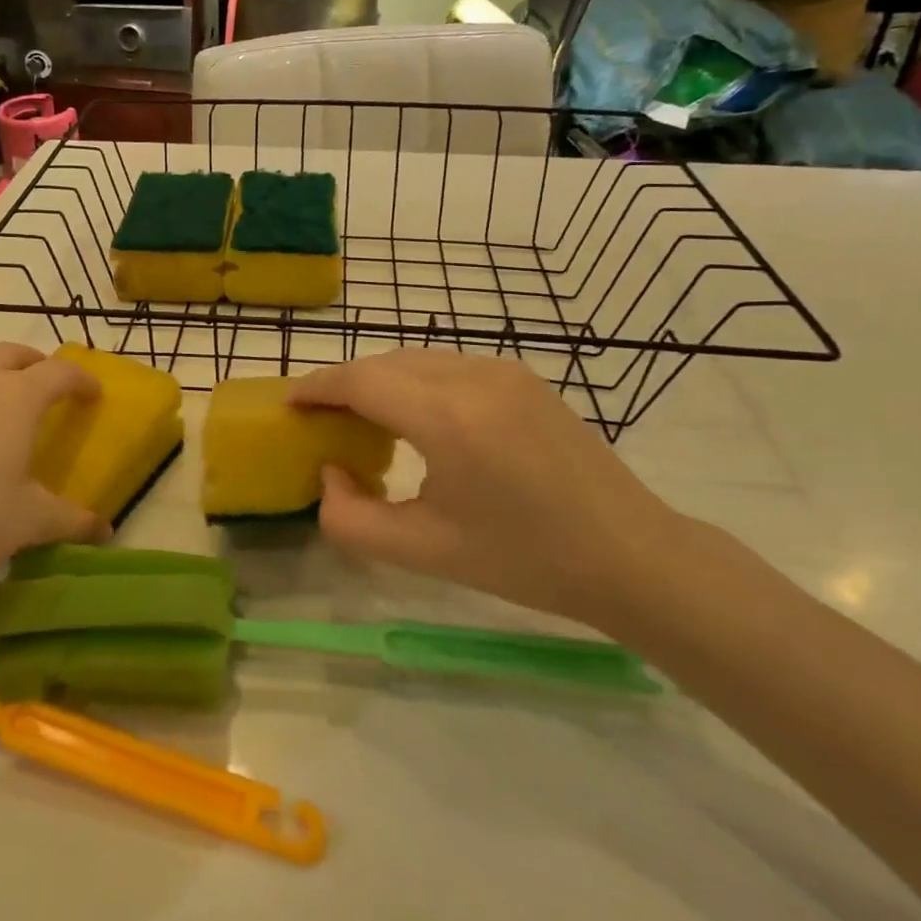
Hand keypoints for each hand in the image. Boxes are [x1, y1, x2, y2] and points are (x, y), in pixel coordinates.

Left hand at [0, 344, 101, 644]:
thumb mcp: (28, 523)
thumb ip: (71, 521)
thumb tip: (104, 529)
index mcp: (16, 398)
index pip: (60, 372)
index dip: (82, 380)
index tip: (95, 395)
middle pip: (13, 353)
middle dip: (38, 363)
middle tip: (50, 389)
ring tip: (2, 412)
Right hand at [289, 350, 682, 625]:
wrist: (632, 556)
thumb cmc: (526, 561)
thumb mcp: (425, 552)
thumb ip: (352, 519)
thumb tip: (329, 475)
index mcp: (447, 418)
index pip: (361, 381)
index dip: (317, 388)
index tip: (288, 405)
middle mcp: (473, 377)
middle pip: (384, 363)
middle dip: (343, 385)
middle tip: (318, 420)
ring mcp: (503, 370)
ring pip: (415, 359)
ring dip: (379, 381)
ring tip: (361, 420)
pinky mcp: (522, 377)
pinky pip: (447, 365)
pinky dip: (414, 382)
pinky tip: (415, 419)